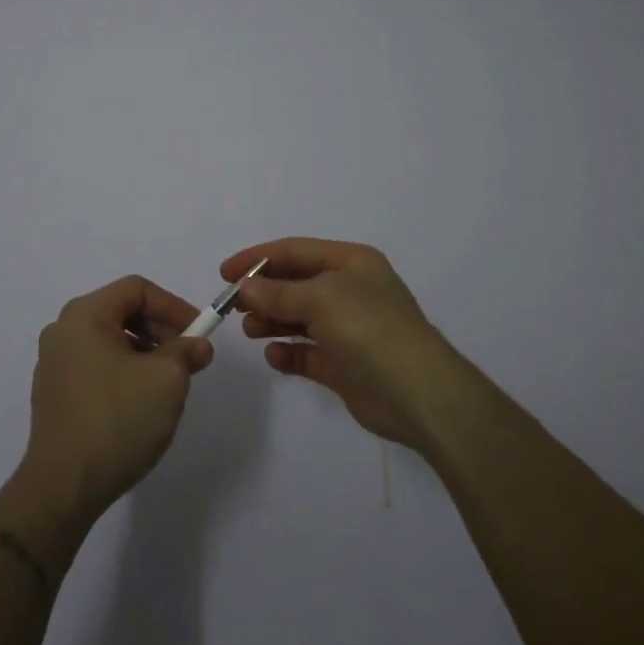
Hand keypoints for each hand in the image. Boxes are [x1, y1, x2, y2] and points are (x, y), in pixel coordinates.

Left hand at [20, 275, 213, 522]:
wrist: (63, 487)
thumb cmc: (117, 420)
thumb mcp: (166, 380)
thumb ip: (186, 352)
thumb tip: (197, 346)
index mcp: (84, 315)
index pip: (137, 289)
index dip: (173, 306)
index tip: (199, 333)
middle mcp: (63, 330)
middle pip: (121, 311)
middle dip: (161, 330)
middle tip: (188, 359)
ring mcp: (54, 363)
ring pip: (110, 340)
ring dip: (145, 352)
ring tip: (168, 384)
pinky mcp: (54, 394)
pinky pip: (96, 365)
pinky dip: (124, 371)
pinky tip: (140, 402)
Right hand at [225, 238, 473, 450]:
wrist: (418, 393)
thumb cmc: (369, 329)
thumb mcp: (320, 299)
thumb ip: (277, 293)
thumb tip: (245, 287)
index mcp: (351, 263)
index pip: (295, 251)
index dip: (258, 258)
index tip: (225, 273)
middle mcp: (350, 290)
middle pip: (295, 283)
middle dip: (263, 292)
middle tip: (233, 306)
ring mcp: (348, 328)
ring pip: (298, 318)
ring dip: (272, 321)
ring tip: (250, 331)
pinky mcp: (344, 364)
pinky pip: (307, 352)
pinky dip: (288, 352)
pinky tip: (275, 356)